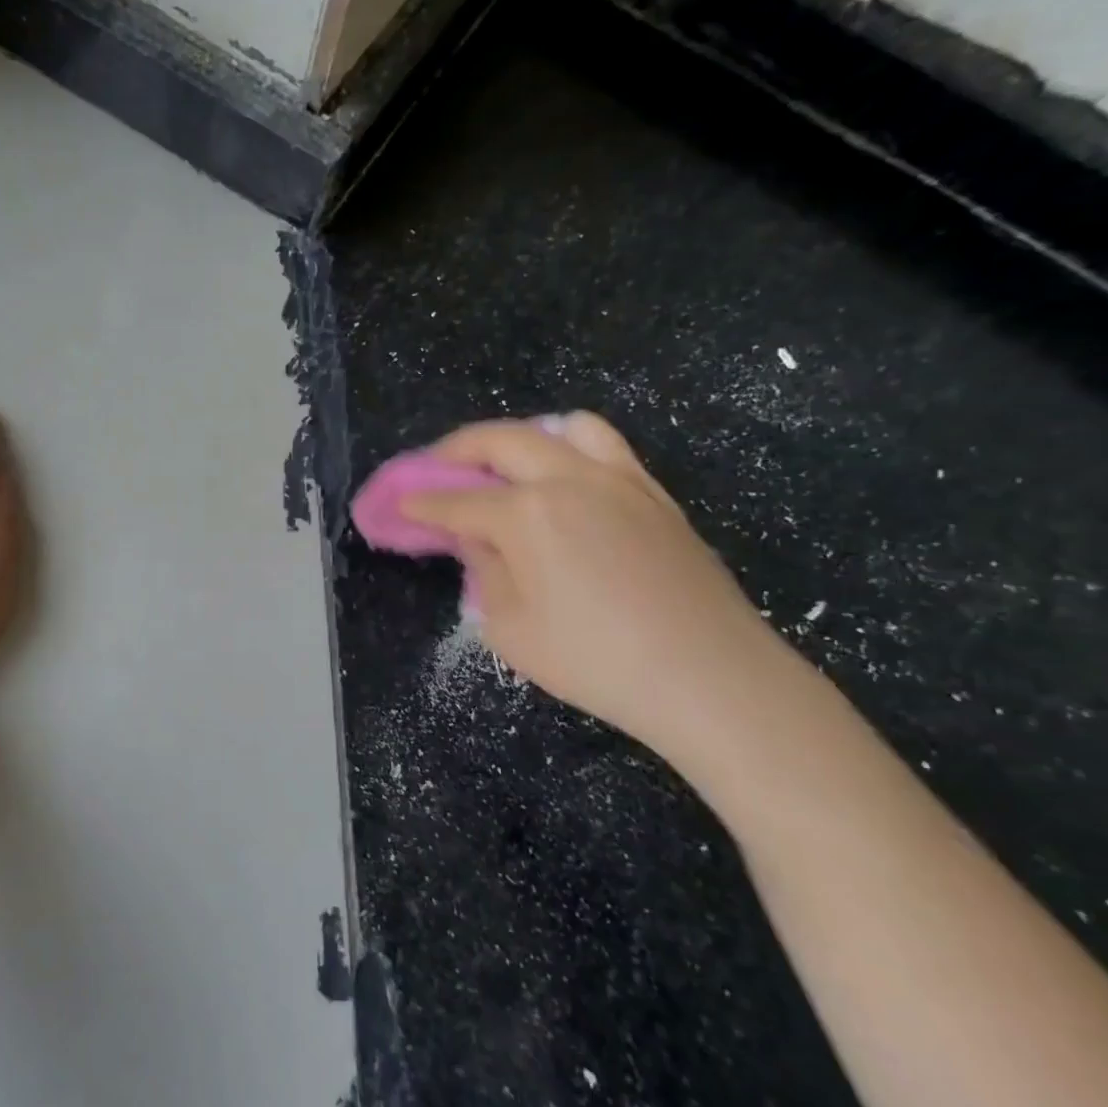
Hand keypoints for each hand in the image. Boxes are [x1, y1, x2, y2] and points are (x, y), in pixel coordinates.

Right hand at [400, 413, 812, 773]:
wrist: (711, 678)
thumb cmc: (595, 661)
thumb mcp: (509, 628)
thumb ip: (483, 570)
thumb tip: (477, 539)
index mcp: (526, 513)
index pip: (455, 500)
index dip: (420, 503)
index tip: (397, 504)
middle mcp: (568, 479)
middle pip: (500, 440)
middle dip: (455, 450)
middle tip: (436, 470)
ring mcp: (618, 479)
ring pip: (561, 428)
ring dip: (520, 438)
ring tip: (506, 466)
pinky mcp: (653, 494)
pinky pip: (606, 447)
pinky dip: (570, 449)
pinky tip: (563, 481)